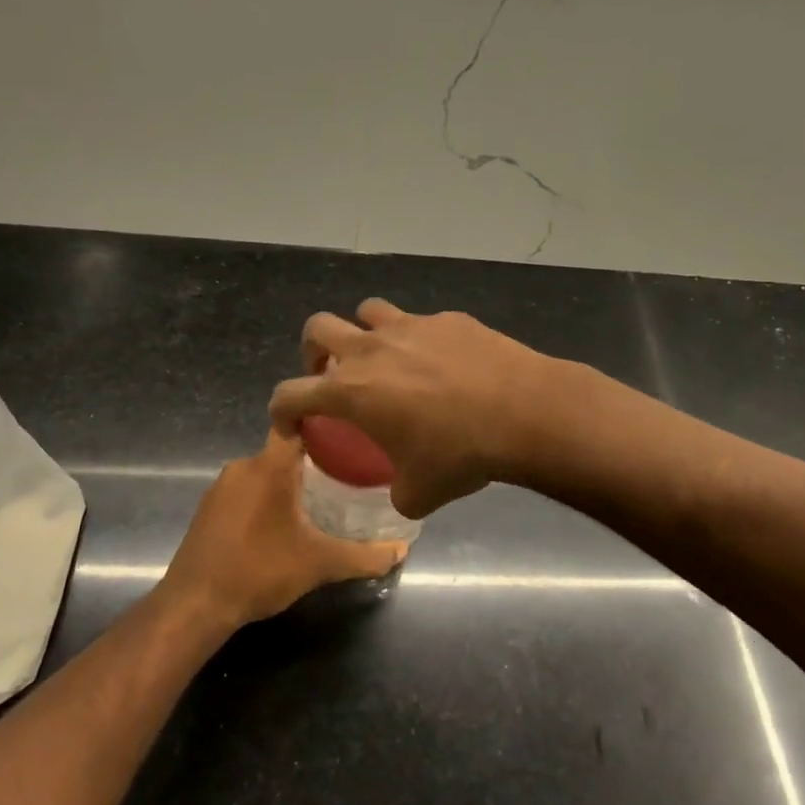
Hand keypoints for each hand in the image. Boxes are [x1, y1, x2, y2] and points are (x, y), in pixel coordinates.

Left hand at [159, 430, 407, 627]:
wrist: (194, 605)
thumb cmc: (260, 571)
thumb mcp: (320, 564)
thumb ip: (364, 556)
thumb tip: (401, 551)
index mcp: (270, 466)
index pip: (300, 425)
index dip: (327, 426)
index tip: (352, 437)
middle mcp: (243, 466)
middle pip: (285, 451)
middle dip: (314, 463)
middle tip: (347, 479)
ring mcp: (221, 487)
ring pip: (264, 473)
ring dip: (288, 484)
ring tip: (319, 503)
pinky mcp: (208, 509)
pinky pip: (245, 492)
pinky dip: (265, 501)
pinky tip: (281, 526)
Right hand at [268, 299, 560, 518]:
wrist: (523, 411)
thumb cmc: (460, 453)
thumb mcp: (419, 493)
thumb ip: (397, 492)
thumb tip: (401, 492)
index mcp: (351, 391)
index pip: (290, 394)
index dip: (281, 412)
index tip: (293, 427)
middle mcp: (371, 349)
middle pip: (318, 328)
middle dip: (313, 351)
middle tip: (330, 375)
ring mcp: (410, 326)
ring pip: (367, 311)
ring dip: (364, 333)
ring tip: (384, 360)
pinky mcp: (448, 319)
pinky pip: (420, 322)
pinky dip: (419, 340)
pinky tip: (444, 364)